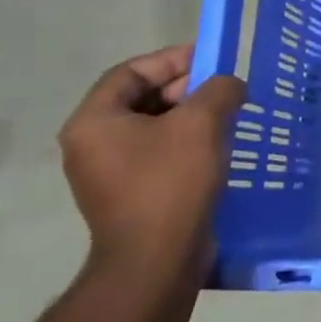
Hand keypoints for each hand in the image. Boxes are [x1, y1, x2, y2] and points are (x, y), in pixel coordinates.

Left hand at [58, 45, 245, 281]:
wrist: (156, 261)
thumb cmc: (170, 183)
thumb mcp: (200, 124)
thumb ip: (218, 90)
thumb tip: (228, 85)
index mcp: (94, 122)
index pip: (131, 72)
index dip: (172, 60)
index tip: (212, 60)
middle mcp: (92, 144)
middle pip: (141, 99)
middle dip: (186, 89)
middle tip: (225, 90)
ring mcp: (108, 174)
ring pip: (153, 128)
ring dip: (190, 118)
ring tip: (228, 117)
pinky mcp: (130, 195)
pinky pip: (158, 155)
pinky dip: (187, 144)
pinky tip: (218, 149)